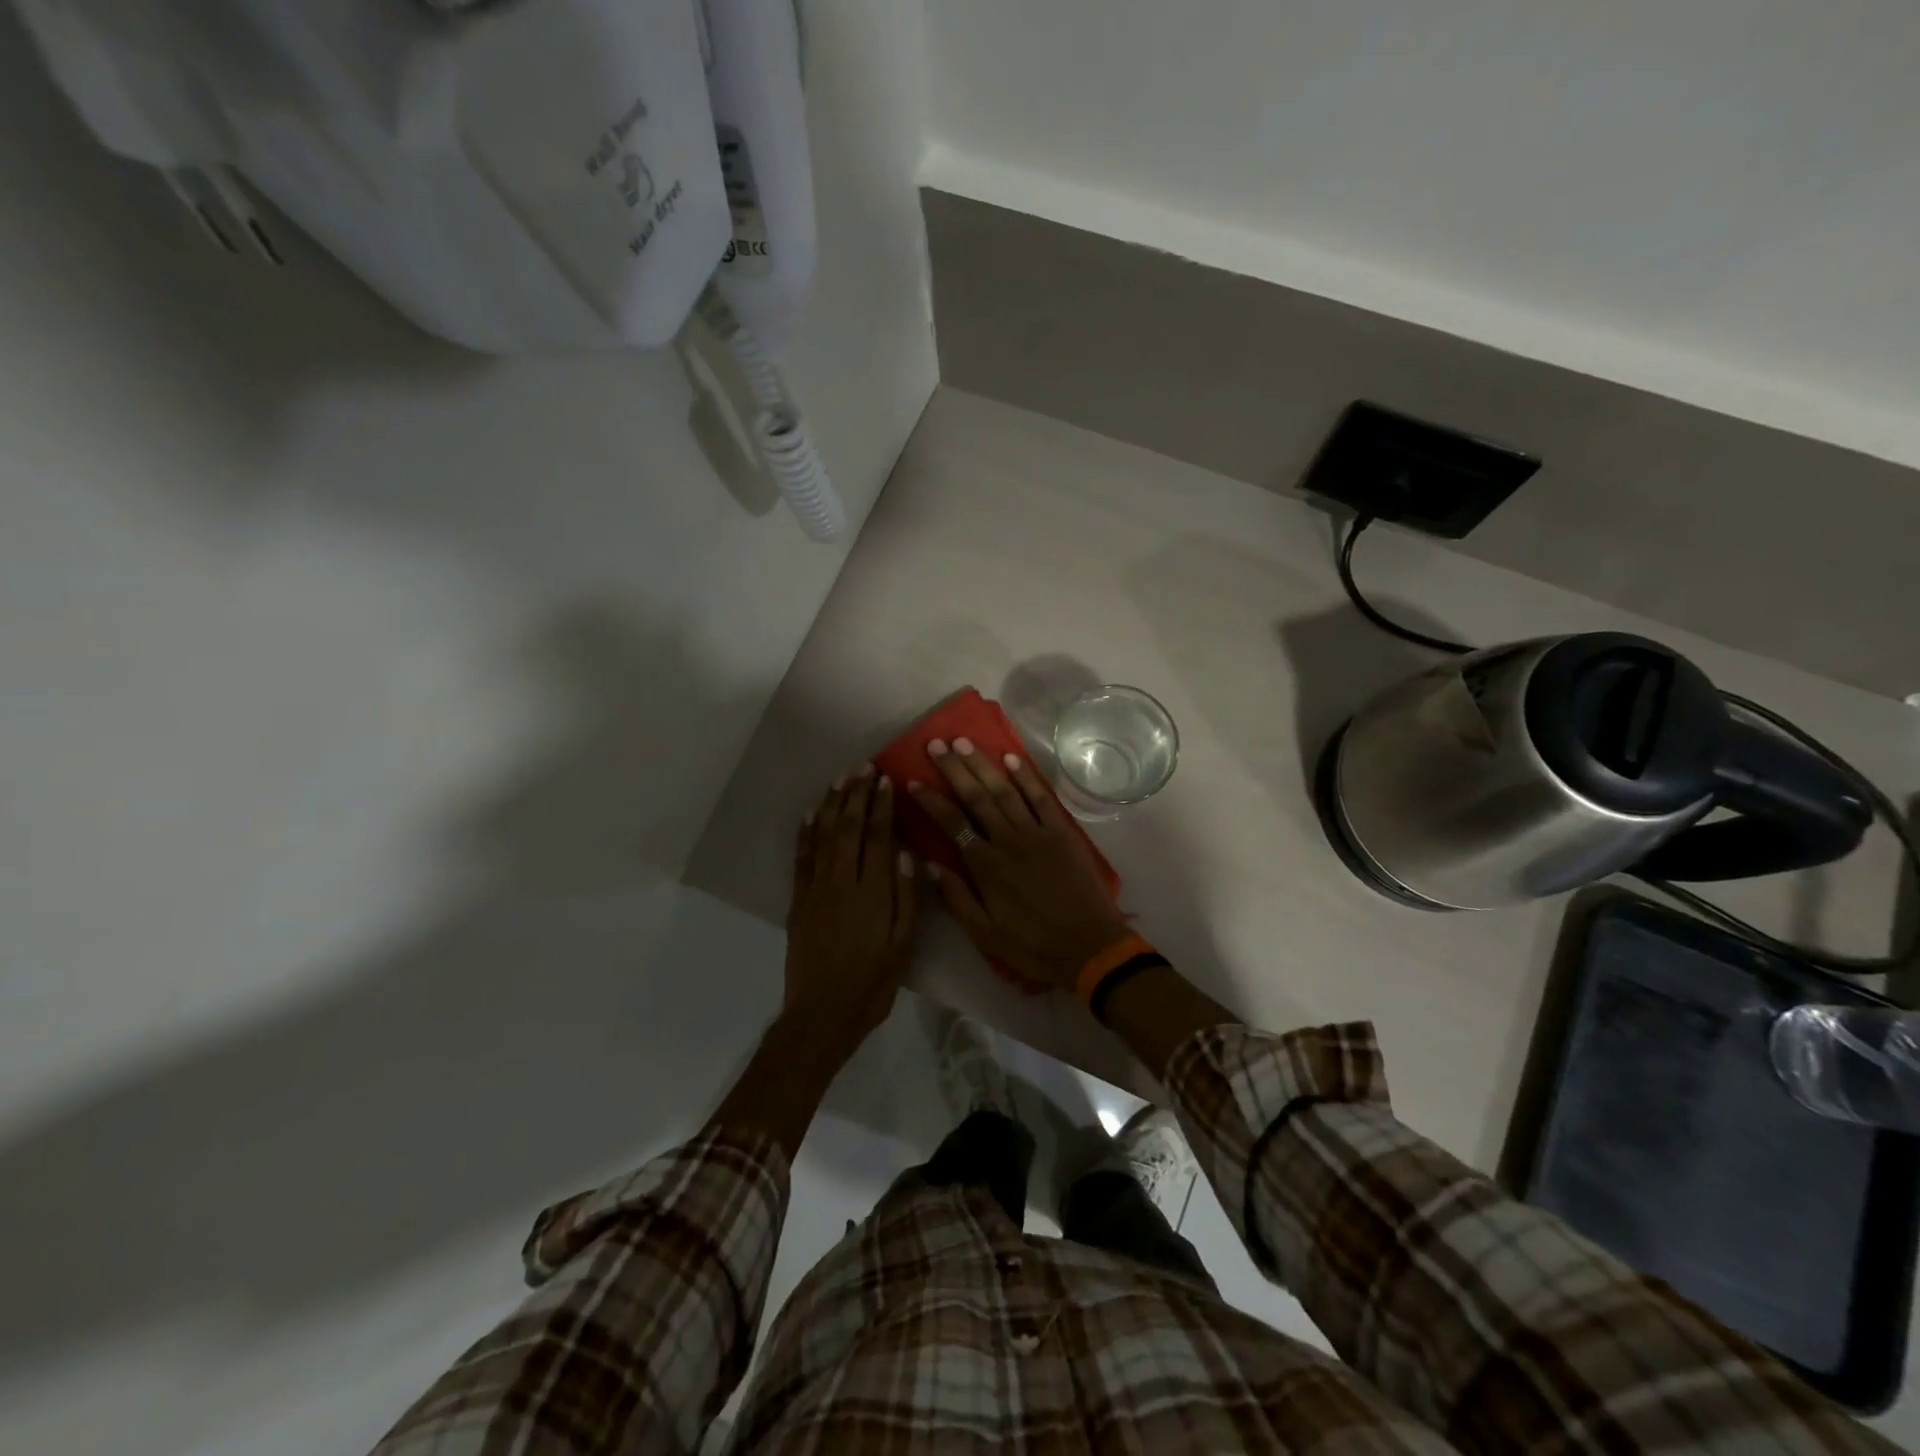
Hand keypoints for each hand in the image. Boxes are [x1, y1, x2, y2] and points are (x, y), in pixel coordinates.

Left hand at [784, 767, 920, 1046]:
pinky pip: (801, 859)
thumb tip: (907, 855)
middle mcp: (842, 882)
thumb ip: (907, 899)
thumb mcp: (903, 946)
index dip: (881, 807)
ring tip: (839, 780)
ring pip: (822, 837)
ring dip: (830, 806)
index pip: (877, 837)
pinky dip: (805, 834)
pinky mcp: (798, 902)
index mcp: (872, 892)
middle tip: (863, 768)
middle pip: (848, 829)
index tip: (885, 781)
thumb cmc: (872, 982)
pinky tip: (809, 815)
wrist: (822, 1013)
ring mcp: (815, 890)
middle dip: (856, 796)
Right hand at [909, 739, 1130, 991]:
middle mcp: (1008, 841)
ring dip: (983, 764)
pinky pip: (1041, 798)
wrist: (1089, 947)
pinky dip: (1026, 776)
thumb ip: (956, 898)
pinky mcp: (1062, 833)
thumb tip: (931, 863)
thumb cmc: (1033, 946)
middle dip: (954, 769)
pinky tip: (1011, 757)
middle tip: (936, 744)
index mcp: (986, 866)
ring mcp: (1037, 833)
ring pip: (1005, 790)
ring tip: (965, 741)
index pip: (952, 823)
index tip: (913, 780)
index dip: (931, 800)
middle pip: (976, 797)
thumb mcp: (985, 934)